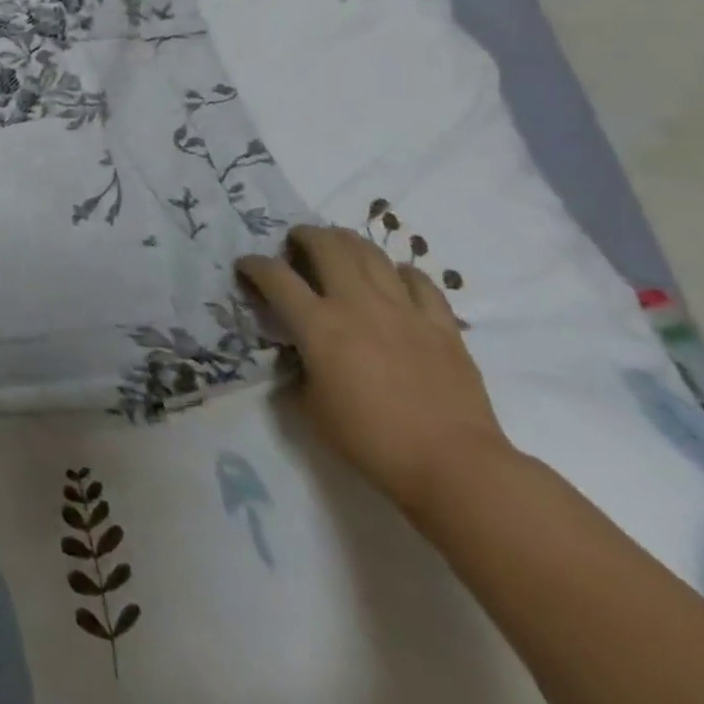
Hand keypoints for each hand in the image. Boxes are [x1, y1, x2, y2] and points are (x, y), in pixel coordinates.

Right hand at [239, 225, 509, 516]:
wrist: (457, 467)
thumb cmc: (372, 441)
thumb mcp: (312, 406)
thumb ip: (300, 368)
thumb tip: (300, 353)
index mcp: (318, 325)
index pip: (274, 276)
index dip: (253, 265)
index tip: (246, 267)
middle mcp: (357, 304)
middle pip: (327, 246)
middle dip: (305, 236)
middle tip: (296, 243)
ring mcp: (404, 311)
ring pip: (371, 253)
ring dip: (348, 243)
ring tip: (339, 248)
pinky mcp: (442, 326)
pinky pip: (420, 281)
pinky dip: (400, 272)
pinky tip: (394, 279)